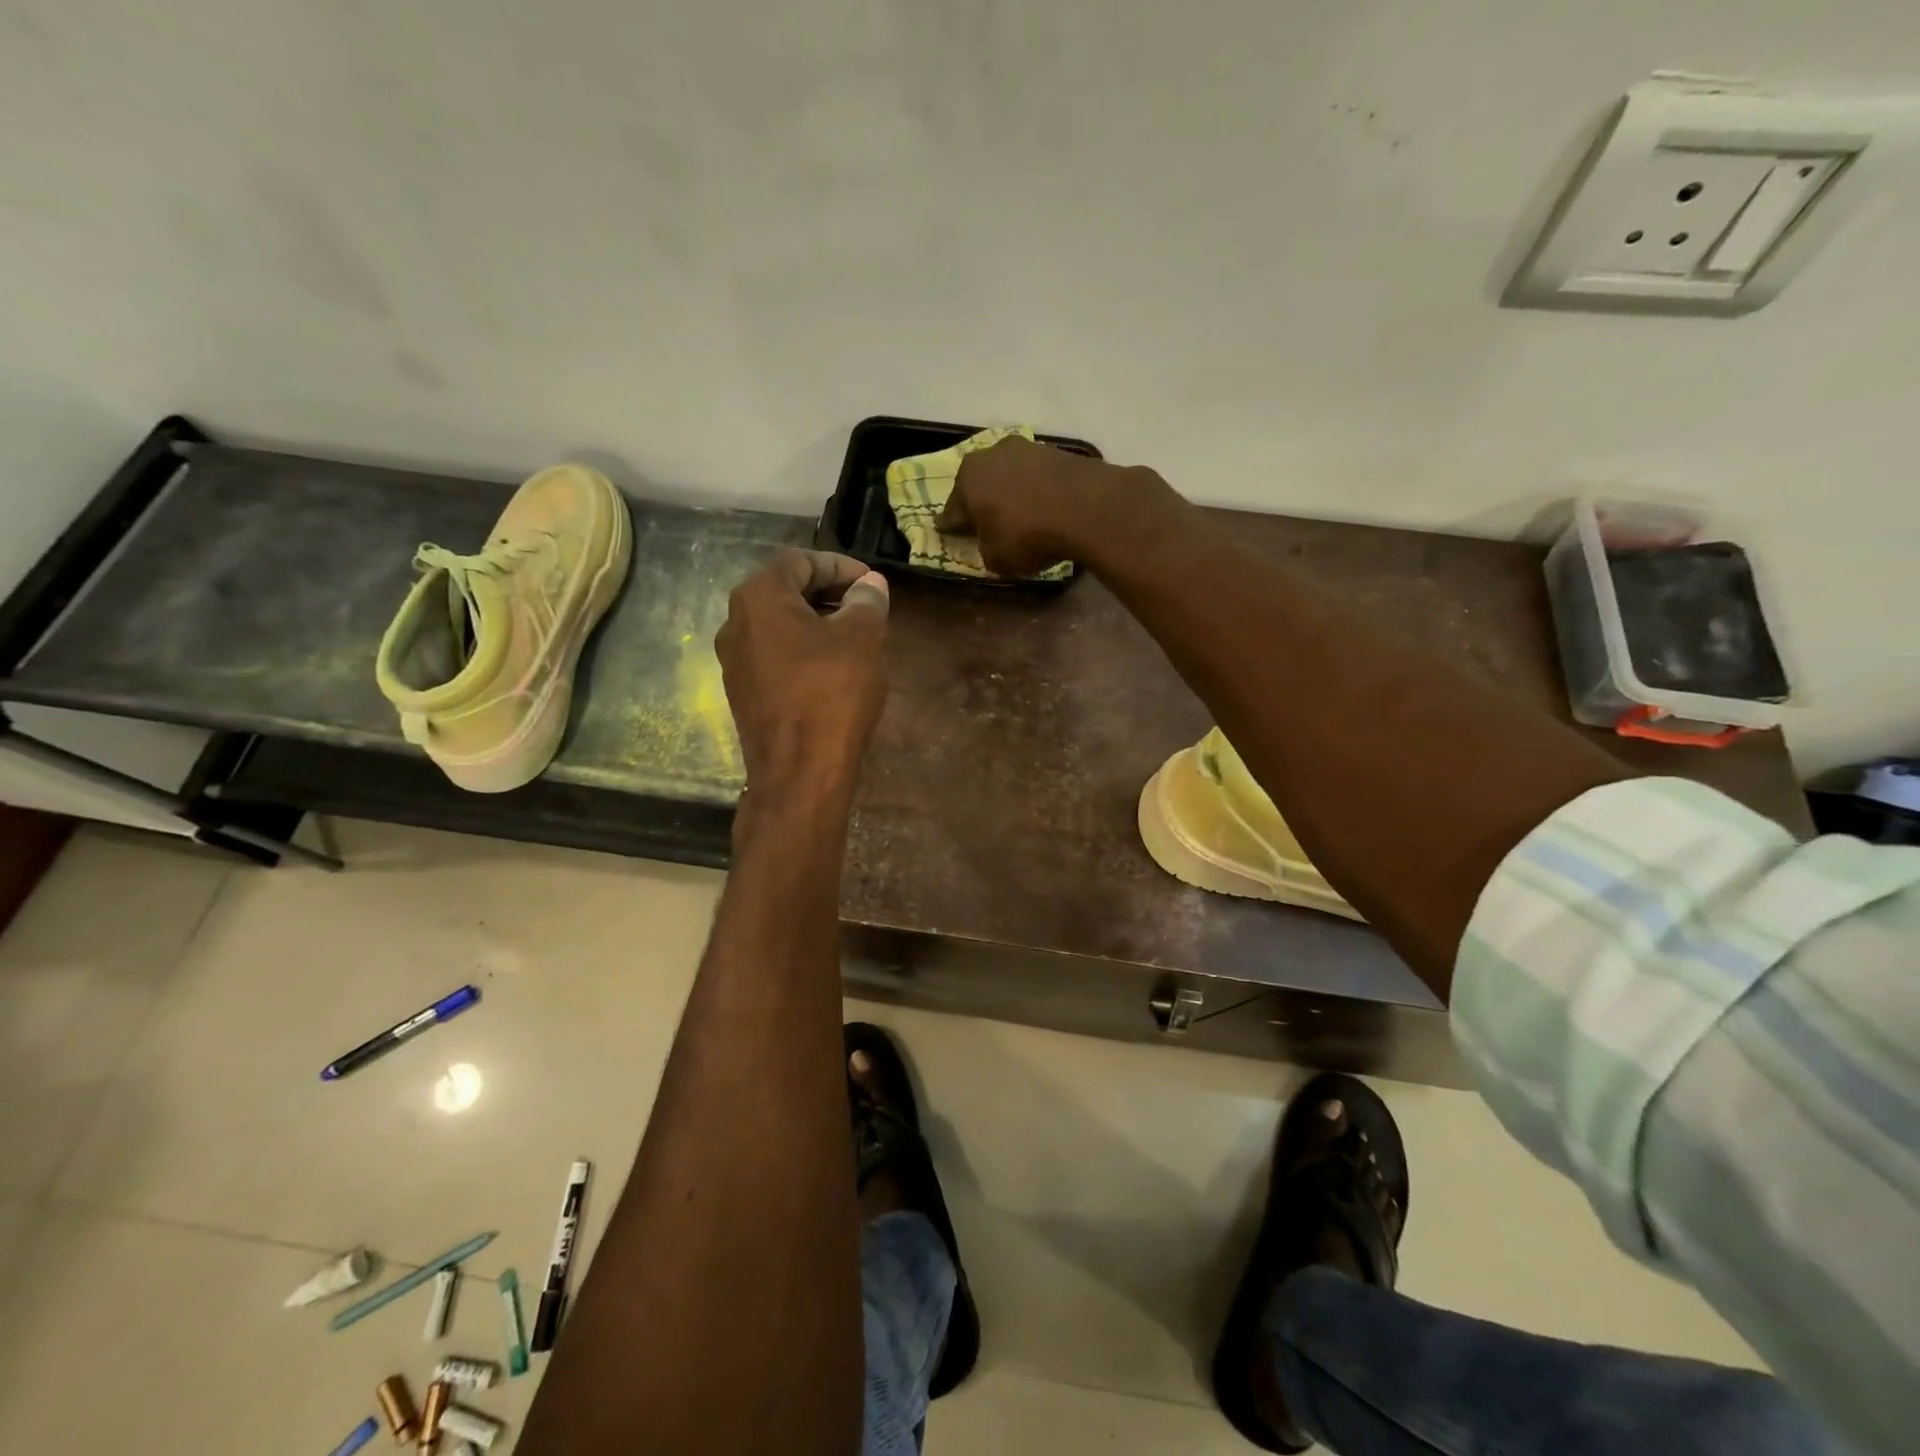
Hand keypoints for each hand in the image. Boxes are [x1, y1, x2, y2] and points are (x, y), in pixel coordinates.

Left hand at [717, 548, 889, 811]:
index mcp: (757, 598)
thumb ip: (866, 601)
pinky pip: (775, 658)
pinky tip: (834, 672)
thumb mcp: (862, 638)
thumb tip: (870, 585)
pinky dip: (804, 653)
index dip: (839, 565)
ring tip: (855, 638)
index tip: (871, 583)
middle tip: (866, 607)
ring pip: (779, 628)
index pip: (799, 561)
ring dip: (817, 624)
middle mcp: (735, 624)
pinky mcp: (743, 695)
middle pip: (784, 592)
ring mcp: (734, 663)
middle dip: (828, 593)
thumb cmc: (832, 693)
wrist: (799, 772)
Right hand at [941, 436, 1175, 577]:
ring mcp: (1026, 448)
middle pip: (980, 485)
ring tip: (1021, 515)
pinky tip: (1045, 506)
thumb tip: (990, 541)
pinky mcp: (1057, 451)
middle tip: (988, 524)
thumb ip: (985, 548)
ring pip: (1009, 476)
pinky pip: (1038, 476)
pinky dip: (1037, 490)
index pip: (952, 511)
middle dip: (982, 503)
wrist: (1086, 507)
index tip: (953, 536)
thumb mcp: (996, 558)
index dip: (953, 527)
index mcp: (967, 480)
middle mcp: (991, 455)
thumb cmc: (1027, 535)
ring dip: (1011, 493)